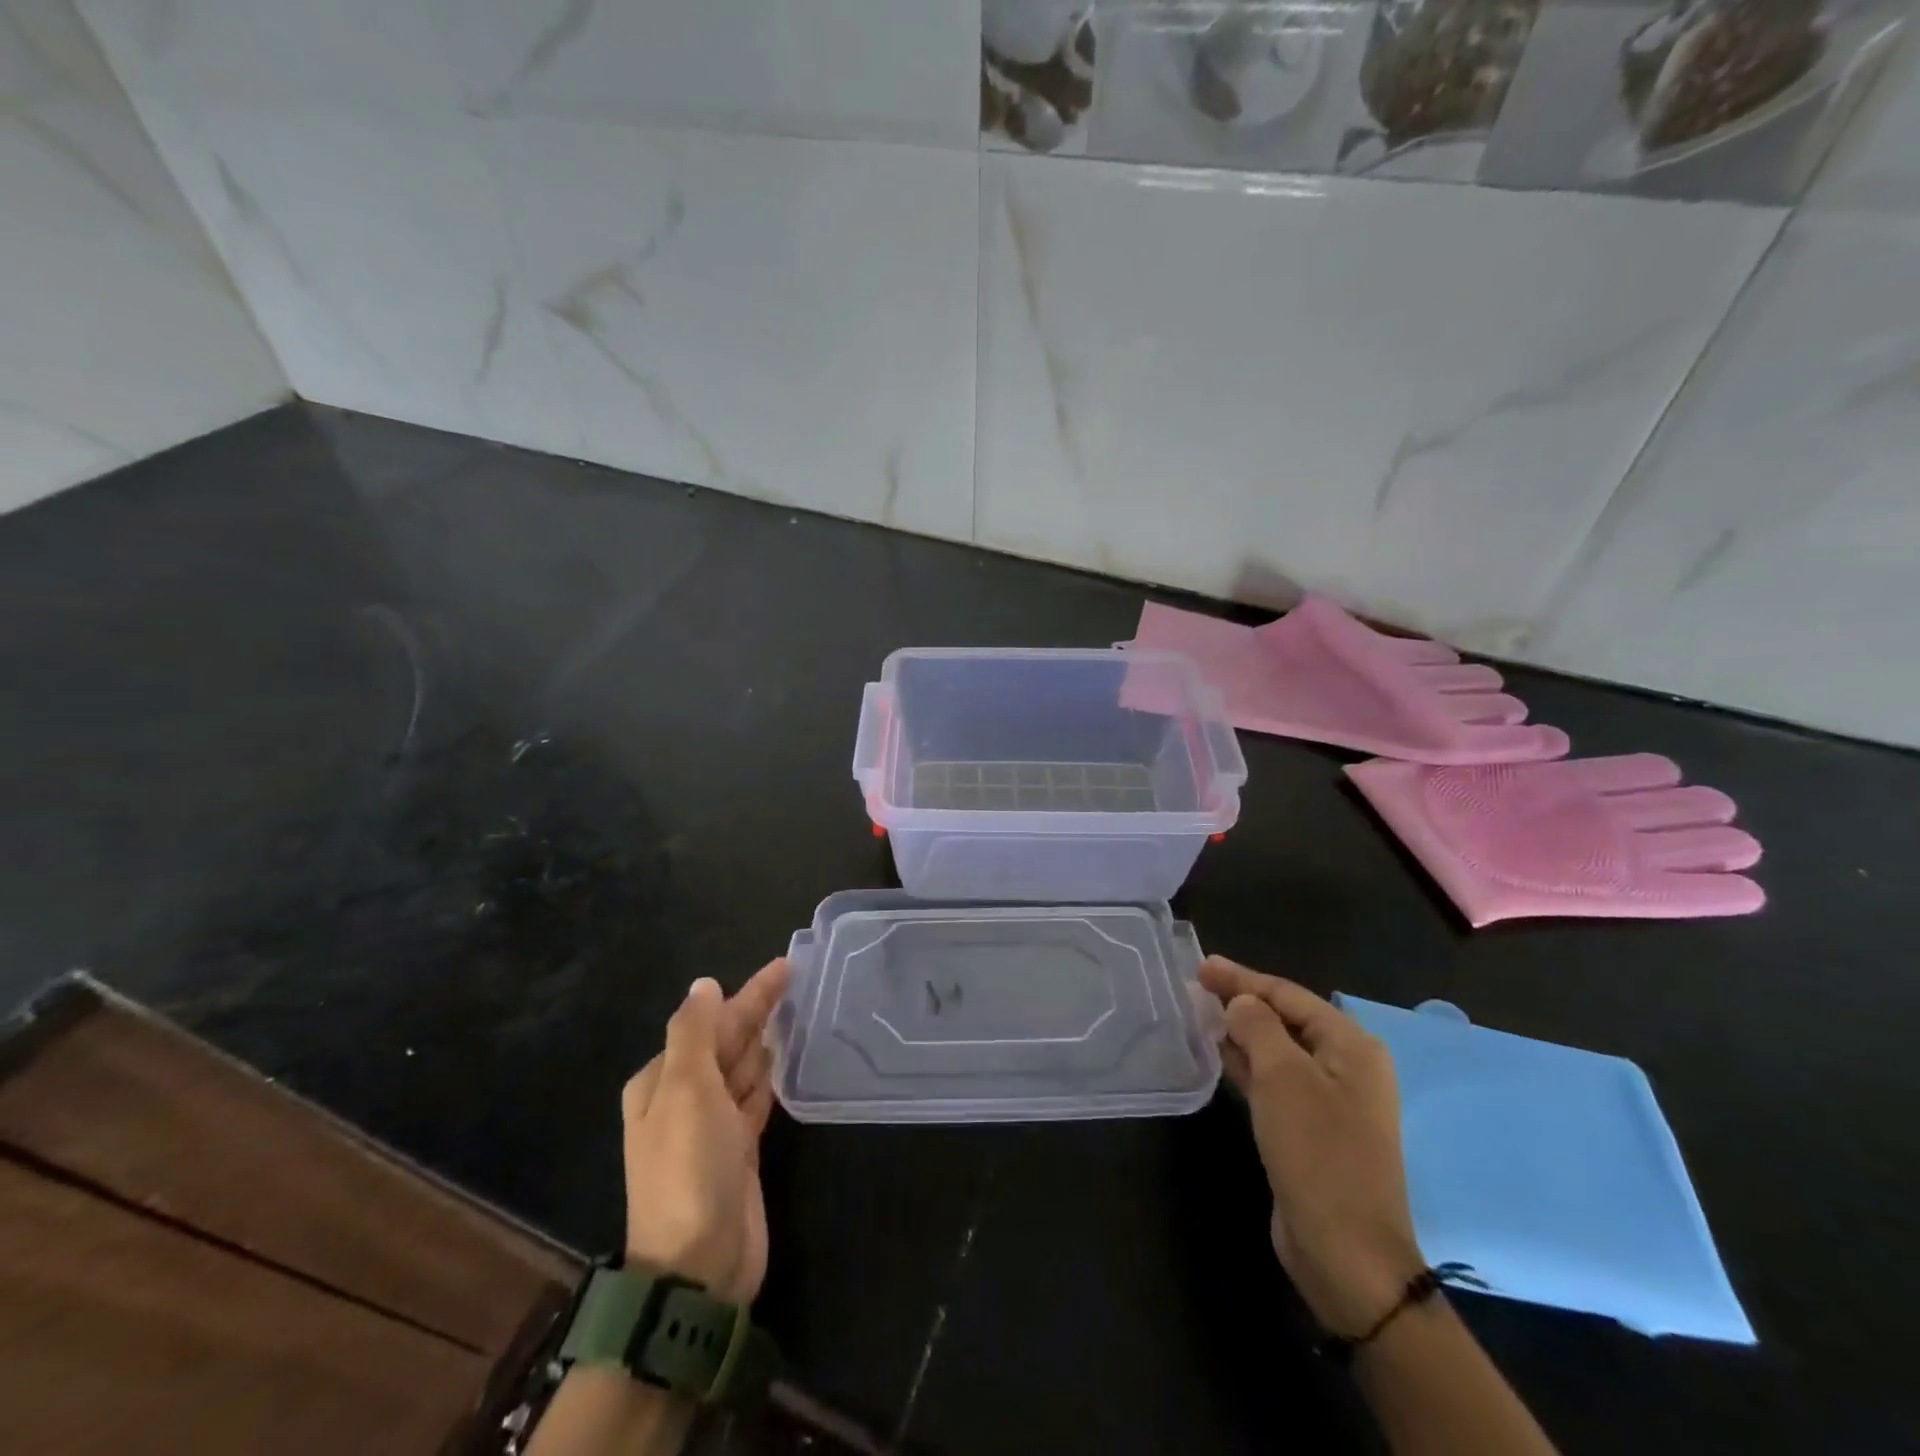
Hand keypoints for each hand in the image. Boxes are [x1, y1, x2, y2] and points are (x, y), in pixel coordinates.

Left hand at [621, 960, 789, 1303]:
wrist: (699, 1266)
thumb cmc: (689, 1167)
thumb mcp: (685, 1090)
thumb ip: (695, 1032)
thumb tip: (704, 984)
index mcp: (662, 1081)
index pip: (709, 1023)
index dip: (746, 993)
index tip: (783, 967)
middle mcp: (683, 1099)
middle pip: (726, 1041)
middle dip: (757, 1009)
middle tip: (796, 976)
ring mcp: (713, 1126)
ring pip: (743, 1067)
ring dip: (764, 1038)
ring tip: (795, 1008)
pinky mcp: (740, 1149)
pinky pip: (756, 1097)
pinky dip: (769, 1074)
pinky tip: (784, 1057)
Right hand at [1200, 957, 1424, 1337]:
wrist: (1346, 1253)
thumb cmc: (1318, 1152)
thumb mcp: (1283, 1078)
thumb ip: (1257, 1026)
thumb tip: (1240, 1002)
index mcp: (1351, 1046)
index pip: (1288, 994)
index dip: (1242, 978)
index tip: (1201, 966)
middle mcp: (1346, 1067)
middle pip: (1285, 1019)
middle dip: (1242, 1001)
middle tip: (1196, 987)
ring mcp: (1330, 1101)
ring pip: (1278, 1050)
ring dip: (1242, 1031)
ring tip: (1201, 1014)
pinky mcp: (1311, 1130)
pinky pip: (1275, 1082)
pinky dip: (1248, 1064)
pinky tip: (1220, 1055)